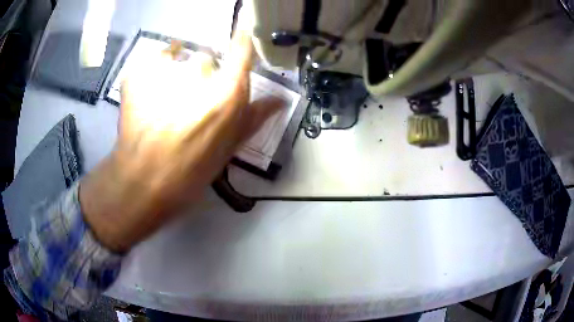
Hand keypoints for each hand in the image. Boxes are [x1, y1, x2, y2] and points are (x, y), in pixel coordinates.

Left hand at [79, 32, 281, 251]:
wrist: (142, 181)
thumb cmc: (190, 171)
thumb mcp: (229, 148)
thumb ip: (255, 117)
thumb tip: (280, 100)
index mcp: (226, 94)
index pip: (242, 49)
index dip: (242, 40)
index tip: (241, 36)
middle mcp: (199, 74)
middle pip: (206, 57)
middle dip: (202, 73)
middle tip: (189, 99)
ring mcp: (165, 71)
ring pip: (180, 56)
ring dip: (176, 71)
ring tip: (165, 99)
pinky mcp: (138, 73)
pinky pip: (154, 58)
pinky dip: (154, 68)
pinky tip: (150, 91)